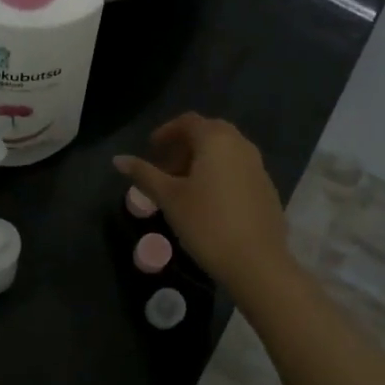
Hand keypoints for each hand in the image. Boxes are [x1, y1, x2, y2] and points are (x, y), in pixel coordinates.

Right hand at [114, 113, 295, 299]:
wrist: (257, 263)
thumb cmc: (206, 223)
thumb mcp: (169, 198)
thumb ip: (144, 174)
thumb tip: (118, 159)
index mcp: (216, 139)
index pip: (188, 122)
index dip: (166, 132)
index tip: (151, 149)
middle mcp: (241, 145)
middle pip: (208, 133)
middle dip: (184, 146)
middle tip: (166, 168)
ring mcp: (258, 167)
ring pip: (225, 152)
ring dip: (202, 161)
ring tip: (183, 187)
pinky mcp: (267, 189)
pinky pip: (238, 169)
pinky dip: (219, 174)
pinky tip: (208, 202)